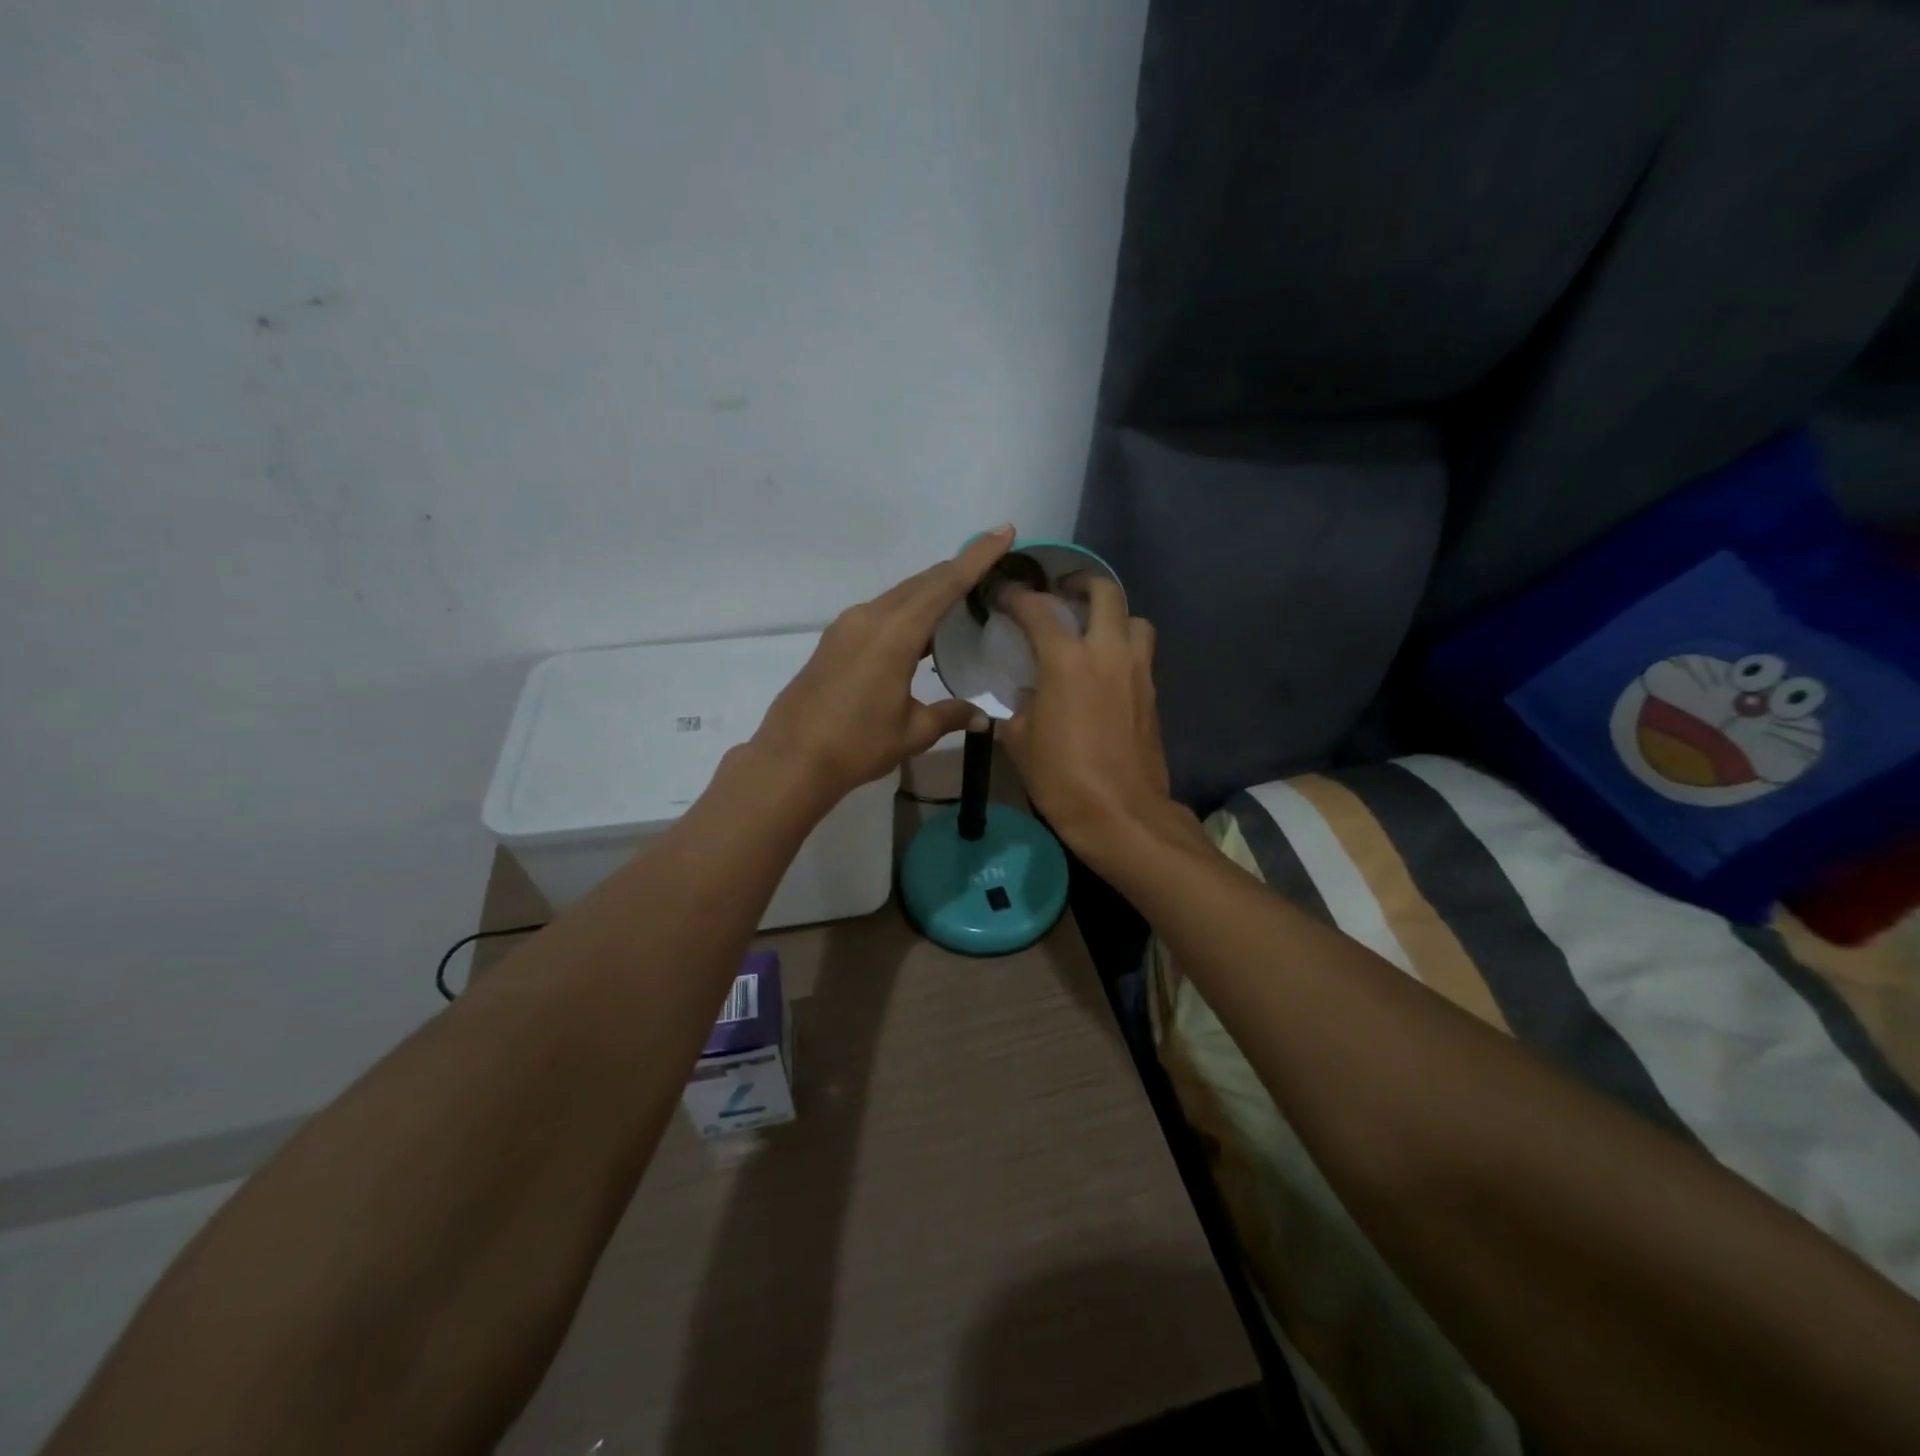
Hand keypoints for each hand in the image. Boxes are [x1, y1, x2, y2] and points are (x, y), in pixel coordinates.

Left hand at [752, 528, 1011, 802]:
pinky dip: (908, 610)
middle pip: (922, 582)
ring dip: (931, 590)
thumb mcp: (912, 732)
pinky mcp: (835, 639)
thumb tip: (982, 716)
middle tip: (991, 564)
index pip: (946, 584)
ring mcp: (848, 626)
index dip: (977, 557)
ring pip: (900, 595)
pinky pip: (881, 611)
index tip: (1003, 531)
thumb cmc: (857, 745)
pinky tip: (922, 629)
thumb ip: (950, 715)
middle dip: (958, 569)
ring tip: (963, 596)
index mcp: (895, 634)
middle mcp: (871, 617)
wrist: (792, 759)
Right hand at [997, 576, 1179, 859]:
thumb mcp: (1019, 741)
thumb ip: (1020, 706)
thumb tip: (1028, 695)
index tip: (1003, 594)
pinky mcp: (1152, 693)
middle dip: (1080, 583)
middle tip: (1060, 593)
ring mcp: (1137, 670)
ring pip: (1134, 618)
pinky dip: (1123, 646)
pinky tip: (1104, 668)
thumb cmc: (1062, 778)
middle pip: (1105, 592)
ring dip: (1112, 614)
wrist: (1122, 814)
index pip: (1038, 609)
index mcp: (1067, 660)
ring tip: (1091, 629)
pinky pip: (1141, 651)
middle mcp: (1107, 652)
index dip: (1016, 596)